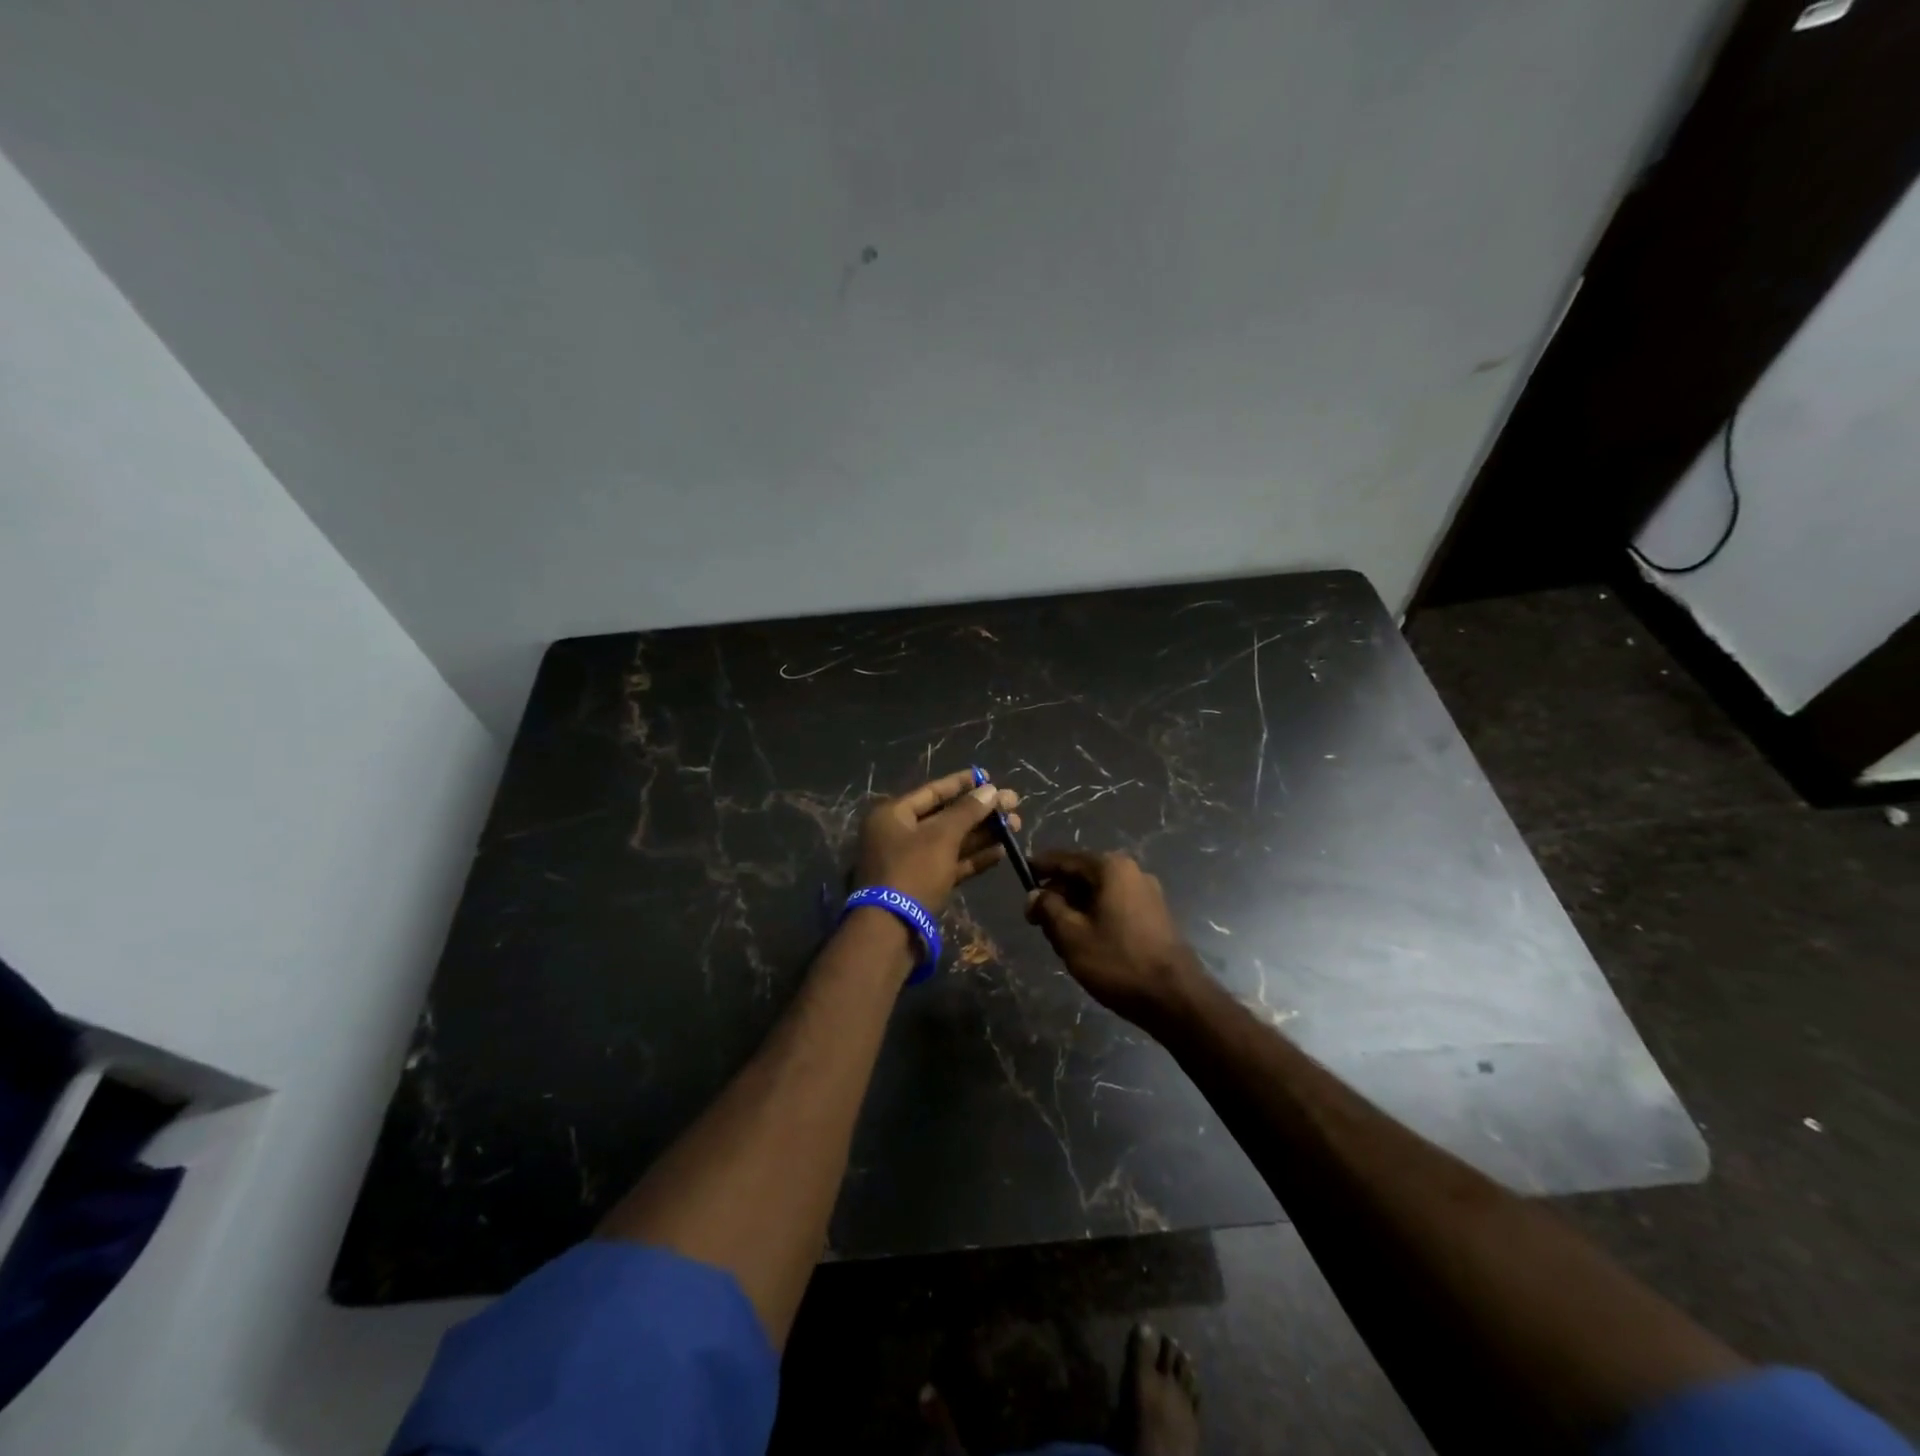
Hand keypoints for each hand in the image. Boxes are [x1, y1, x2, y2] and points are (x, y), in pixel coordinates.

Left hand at [852, 770, 1021, 915]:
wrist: (891, 930)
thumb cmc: (912, 871)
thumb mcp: (941, 837)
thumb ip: (967, 811)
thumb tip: (991, 790)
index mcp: (893, 814)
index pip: (933, 791)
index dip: (963, 783)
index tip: (989, 776)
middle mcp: (899, 834)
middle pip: (945, 816)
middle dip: (980, 811)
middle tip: (1013, 805)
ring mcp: (911, 861)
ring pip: (951, 841)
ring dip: (982, 834)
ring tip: (1015, 826)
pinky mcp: (923, 884)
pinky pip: (951, 863)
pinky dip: (974, 857)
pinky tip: (1001, 852)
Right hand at [1025, 851, 1198, 1024]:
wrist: (1175, 998)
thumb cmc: (1118, 962)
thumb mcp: (1071, 935)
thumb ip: (1048, 908)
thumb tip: (1035, 894)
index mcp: (1111, 868)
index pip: (1065, 859)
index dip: (1039, 868)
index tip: (1020, 877)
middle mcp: (1132, 871)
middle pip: (1082, 875)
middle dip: (1057, 894)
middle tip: (1037, 921)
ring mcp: (1147, 893)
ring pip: (1098, 893)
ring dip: (1075, 909)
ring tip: (1059, 937)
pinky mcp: (1155, 915)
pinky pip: (1114, 906)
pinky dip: (1095, 917)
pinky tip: (1085, 943)